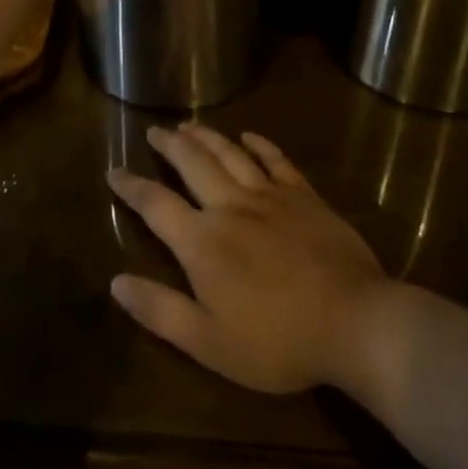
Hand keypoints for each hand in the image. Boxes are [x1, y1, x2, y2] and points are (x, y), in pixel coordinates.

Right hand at [107, 125, 391, 394]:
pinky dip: (260, 144)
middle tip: (154, 130)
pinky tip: (249, 136)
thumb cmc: (278, 342)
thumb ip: (160, 310)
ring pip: (230, 154)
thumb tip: (116, 281)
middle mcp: (230, 207)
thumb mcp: (209, 342)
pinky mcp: (304, 196)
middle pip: (192, 164)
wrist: (354, 322)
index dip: (130, 187)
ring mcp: (270, 196)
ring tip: (188, 125)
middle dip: (169, 145)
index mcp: (203, 242)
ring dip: (206, 136)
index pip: (155, 205)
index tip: (113, 170)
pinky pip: (277, 160)